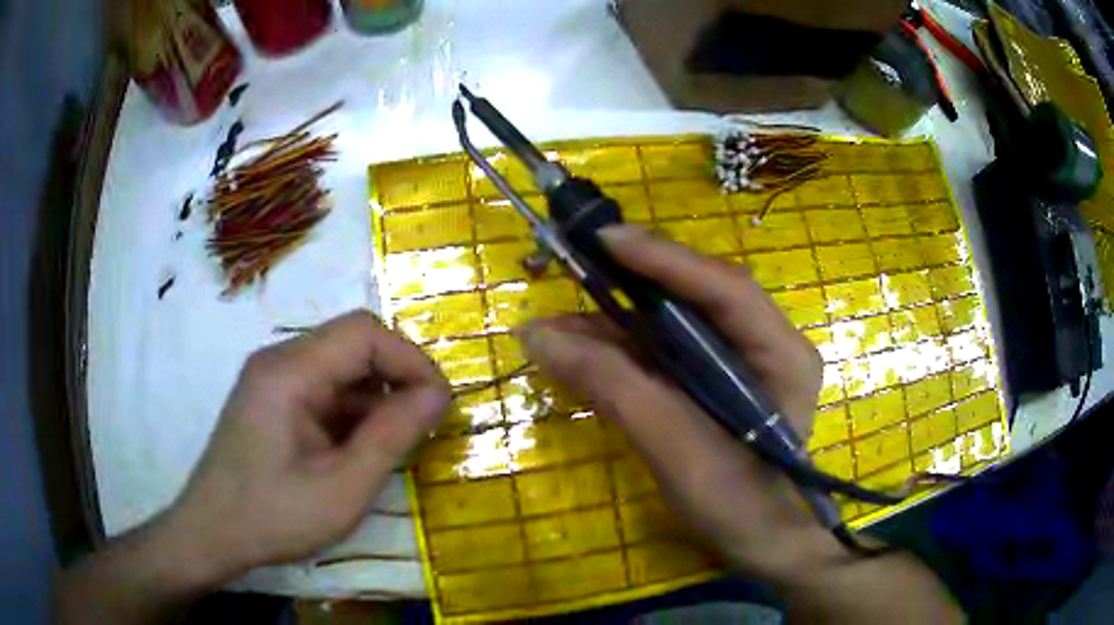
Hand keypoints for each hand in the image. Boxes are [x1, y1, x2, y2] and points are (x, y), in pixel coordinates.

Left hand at [165, 311, 450, 580]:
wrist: (212, 534)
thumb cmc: (274, 517)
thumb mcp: (343, 488)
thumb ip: (392, 437)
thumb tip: (439, 394)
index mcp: (288, 372)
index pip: (363, 333)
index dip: (410, 360)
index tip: (440, 404)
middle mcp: (278, 360)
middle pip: (351, 344)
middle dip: (396, 378)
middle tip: (424, 425)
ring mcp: (272, 378)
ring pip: (340, 367)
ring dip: (376, 398)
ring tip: (397, 444)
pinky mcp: (272, 399)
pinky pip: (323, 389)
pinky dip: (352, 411)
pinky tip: (361, 448)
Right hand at [521, 224, 833, 579]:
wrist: (762, 548)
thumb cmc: (737, 505)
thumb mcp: (675, 448)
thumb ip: (613, 387)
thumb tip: (537, 336)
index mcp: (781, 353)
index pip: (725, 288)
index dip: (664, 258)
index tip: (605, 240)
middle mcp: (766, 344)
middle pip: (696, 297)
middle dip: (632, 284)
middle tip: (573, 268)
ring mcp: (741, 363)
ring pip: (675, 324)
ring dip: (616, 323)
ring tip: (555, 326)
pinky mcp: (716, 383)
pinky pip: (666, 354)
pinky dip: (622, 352)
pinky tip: (580, 353)